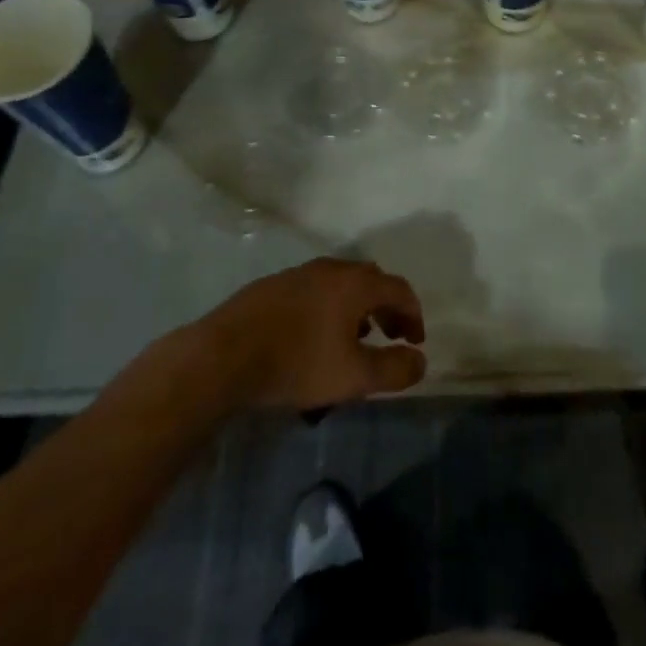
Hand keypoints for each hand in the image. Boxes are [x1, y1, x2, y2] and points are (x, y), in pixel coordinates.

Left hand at [202, 258, 426, 409]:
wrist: (225, 355)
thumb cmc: (298, 363)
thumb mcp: (354, 377)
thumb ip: (393, 369)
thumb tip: (420, 361)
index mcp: (356, 283)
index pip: (399, 288)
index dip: (413, 314)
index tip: (415, 342)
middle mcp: (332, 268)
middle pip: (371, 281)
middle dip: (386, 308)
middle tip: (390, 336)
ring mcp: (300, 273)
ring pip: (341, 284)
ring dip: (357, 308)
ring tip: (353, 340)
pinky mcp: (274, 285)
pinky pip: (315, 291)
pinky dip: (329, 308)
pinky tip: (314, 338)